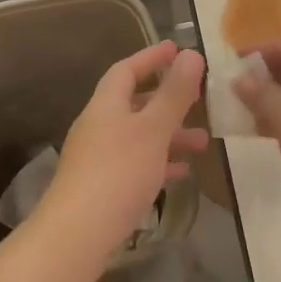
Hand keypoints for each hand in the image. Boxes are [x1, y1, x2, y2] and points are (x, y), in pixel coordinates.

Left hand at [38, 41, 207, 254]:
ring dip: (169, 135)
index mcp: (106, 105)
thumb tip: (191, 54)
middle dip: (167, 100)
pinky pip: (135, 164)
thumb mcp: (153, 129)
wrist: (78, 231)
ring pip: (138, 136)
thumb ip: (174, 94)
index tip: (177, 49)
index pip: (126, 70)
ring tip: (202, 143)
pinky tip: (180, 173)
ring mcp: (97, 157)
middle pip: (133, 103)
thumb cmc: (118, 171)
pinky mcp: (102, 185)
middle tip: (198, 99)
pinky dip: (158, 162)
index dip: (151, 57)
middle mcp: (98, 125)